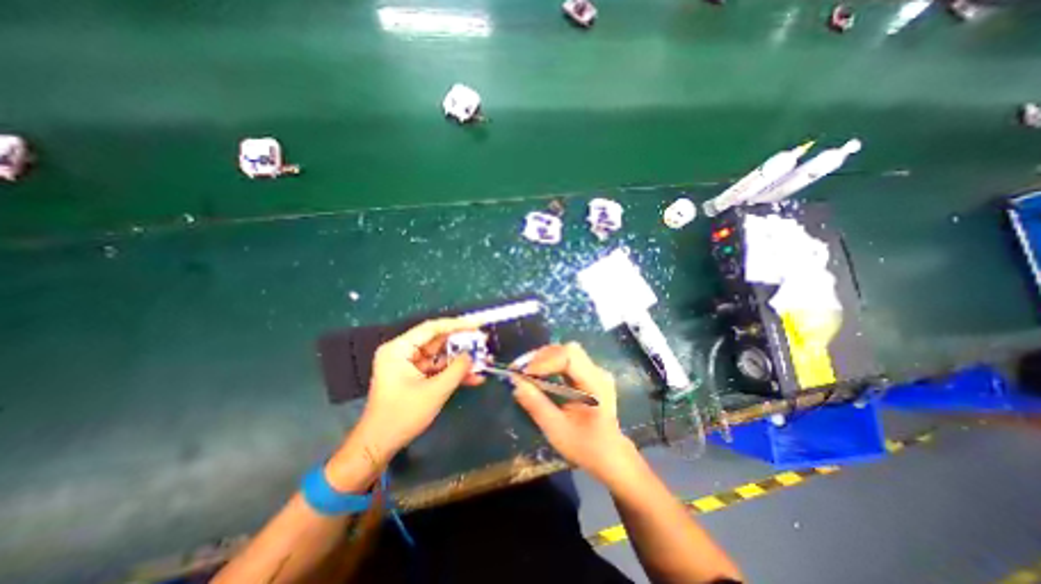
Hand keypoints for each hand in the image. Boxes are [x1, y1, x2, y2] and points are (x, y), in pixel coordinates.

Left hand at [345, 317, 485, 470]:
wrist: (379, 445)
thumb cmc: (402, 416)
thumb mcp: (434, 391)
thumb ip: (456, 370)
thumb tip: (471, 356)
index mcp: (399, 349)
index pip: (431, 328)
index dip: (456, 324)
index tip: (477, 324)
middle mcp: (403, 352)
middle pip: (437, 340)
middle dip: (461, 343)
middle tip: (483, 341)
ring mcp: (409, 364)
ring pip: (440, 355)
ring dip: (460, 360)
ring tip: (483, 360)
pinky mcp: (415, 376)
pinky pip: (438, 369)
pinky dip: (453, 373)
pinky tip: (473, 378)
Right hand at [512, 339, 633, 481]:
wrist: (609, 454)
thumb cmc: (585, 447)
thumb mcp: (556, 430)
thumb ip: (536, 405)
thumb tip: (516, 383)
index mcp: (596, 386)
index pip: (571, 357)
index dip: (545, 360)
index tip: (523, 373)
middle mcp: (598, 372)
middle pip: (568, 350)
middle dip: (541, 357)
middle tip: (519, 369)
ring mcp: (595, 371)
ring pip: (566, 352)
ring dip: (543, 358)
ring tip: (525, 371)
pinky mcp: (589, 373)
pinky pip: (567, 359)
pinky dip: (549, 363)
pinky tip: (537, 373)